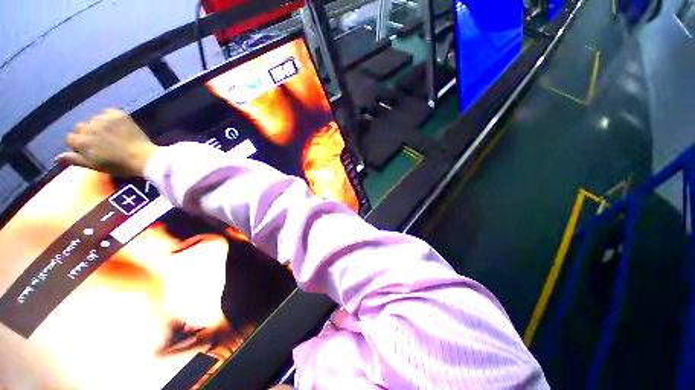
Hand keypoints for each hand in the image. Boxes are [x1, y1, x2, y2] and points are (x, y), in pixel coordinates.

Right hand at [55, 109, 158, 176]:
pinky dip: (111, 118)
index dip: (80, 144)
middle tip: (102, 143)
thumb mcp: (94, 166)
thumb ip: (75, 159)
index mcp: (81, 141)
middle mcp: (88, 126)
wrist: (144, 157)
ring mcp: (103, 119)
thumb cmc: (119, 165)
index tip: (90, 150)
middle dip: (88, 134)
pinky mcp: (118, 114)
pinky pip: (109, 113)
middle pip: (81, 127)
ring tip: (112, 136)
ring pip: (94, 120)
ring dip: (99, 126)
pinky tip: (119, 127)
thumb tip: (55, 157)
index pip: (71, 138)